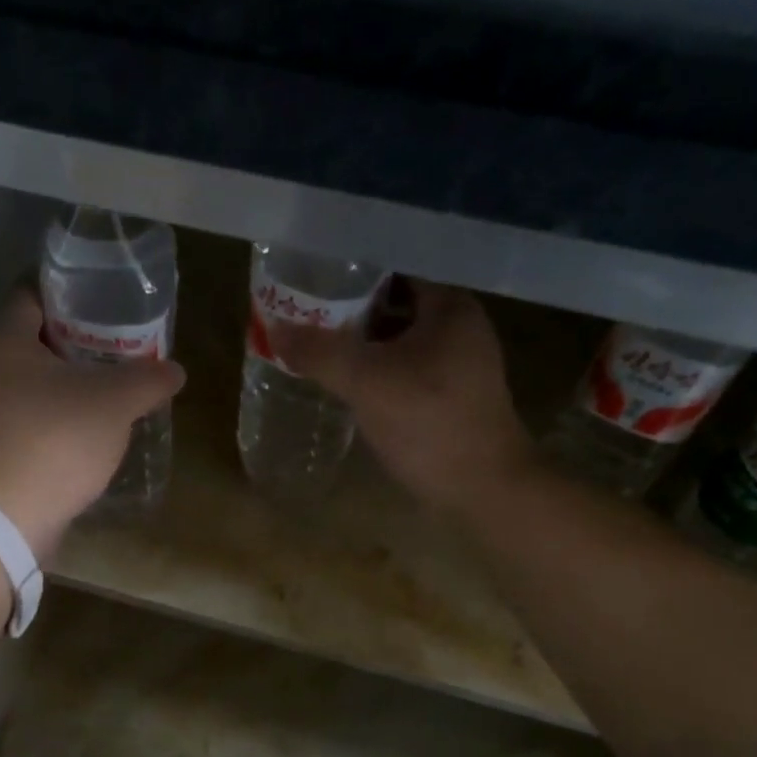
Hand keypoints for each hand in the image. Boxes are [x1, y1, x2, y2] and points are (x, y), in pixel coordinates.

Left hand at [0, 289, 184, 559]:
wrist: (3, 519)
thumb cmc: (56, 442)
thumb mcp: (114, 404)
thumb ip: (148, 380)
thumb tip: (175, 370)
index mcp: (4, 342)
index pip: (32, 296)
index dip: (70, 298)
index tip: (104, 309)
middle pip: (29, 345)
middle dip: (70, 348)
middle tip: (112, 357)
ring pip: (23, 388)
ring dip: (58, 391)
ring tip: (100, 401)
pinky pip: (18, 425)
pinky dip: (45, 425)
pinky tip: (76, 442)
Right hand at [274, 280, 540, 517]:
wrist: (482, 488)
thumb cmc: (429, 423)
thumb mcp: (367, 383)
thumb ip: (320, 353)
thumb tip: (275, 329)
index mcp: (449, 306)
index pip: (395, 269)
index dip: (353, 271)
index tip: (314, 278)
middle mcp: (459, 327)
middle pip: (395, 304)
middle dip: (351, 309)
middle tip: (306, 313)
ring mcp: (457, 364)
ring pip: (399, 340)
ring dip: (361, 343)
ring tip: (317, 345)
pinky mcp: (450, 397)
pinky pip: (404, 370)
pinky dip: (376, 370)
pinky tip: (346, 382)